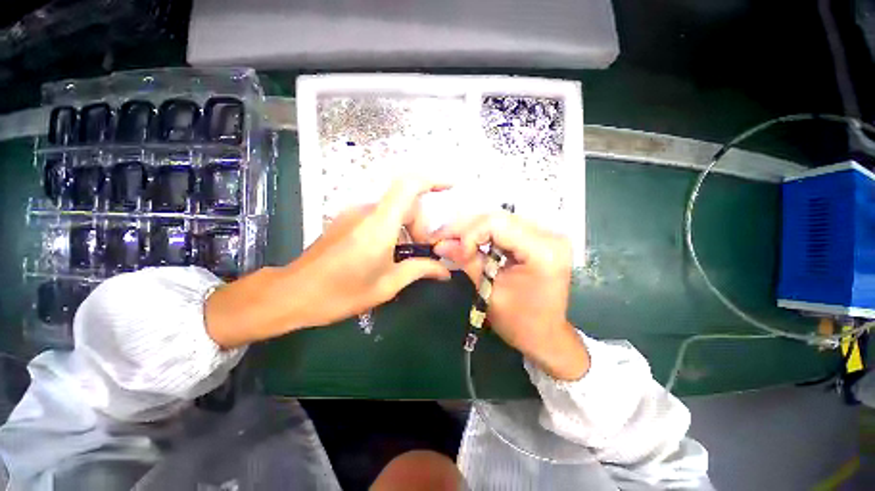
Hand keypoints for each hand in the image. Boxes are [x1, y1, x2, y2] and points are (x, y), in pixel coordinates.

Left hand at [205, 179, 450, 347]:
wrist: (293, 294)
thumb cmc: (341, 293)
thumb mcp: (387, 285)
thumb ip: (419, 271)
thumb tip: (445, 271)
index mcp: (379, 226)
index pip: (408, 186)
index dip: (432, 180)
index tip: (450, 187)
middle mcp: (367, 211)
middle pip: (406, 202)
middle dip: (421, 225)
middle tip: (423, 253)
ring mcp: (354, 213)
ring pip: (393, 210)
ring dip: (407, 228)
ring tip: (405, 256)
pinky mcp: (347, 219)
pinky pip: (379, 216)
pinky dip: (393, 228)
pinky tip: (388, 252)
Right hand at [432, 212, 588, 380]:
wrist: (546, 335)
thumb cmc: (520, 322)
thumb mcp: (490, 292)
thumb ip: (467, 262)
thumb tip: (440, 244)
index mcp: (543, 251)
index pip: (496, 224)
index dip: (469, 234)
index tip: (451, 249)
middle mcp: (550, 235)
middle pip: (498, 218)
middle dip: (466, 229)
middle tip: (442, 238)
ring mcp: (548, 234)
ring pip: (500, 220)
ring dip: (473, 230)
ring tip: (453, 240)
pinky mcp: (541, 238)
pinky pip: (506, 228)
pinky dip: (485, 235)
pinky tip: (470, 242)